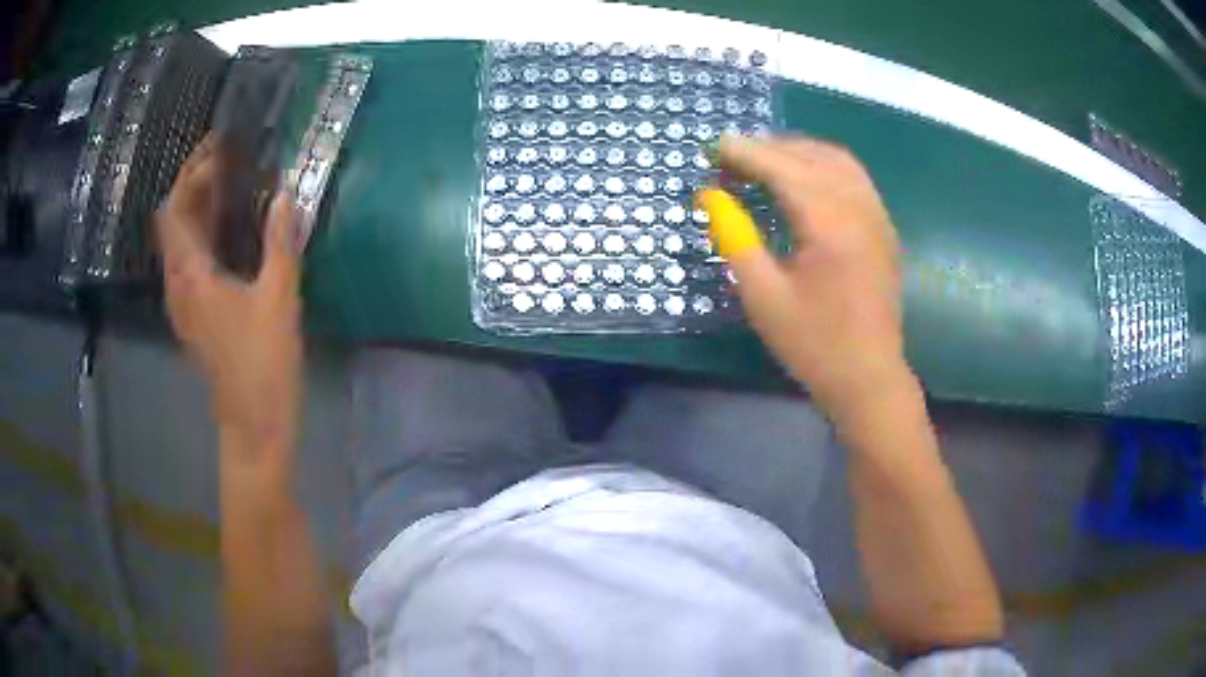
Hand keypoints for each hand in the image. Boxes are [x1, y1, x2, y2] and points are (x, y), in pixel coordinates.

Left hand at [157, 134, 302, 453]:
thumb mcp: (279, 299)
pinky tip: (228, 230)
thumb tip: (283, 193)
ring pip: (179, 241)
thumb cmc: (263, 363)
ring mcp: (183, 302)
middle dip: (194, 184)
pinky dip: (203, 234)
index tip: (220, 149)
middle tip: (227, 158)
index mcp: (191, 276)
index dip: (191, 174)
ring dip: (197, 208)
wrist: (254, 423)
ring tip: (228, 184)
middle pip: (173, 221)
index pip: (175, 209)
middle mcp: (178, 284)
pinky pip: (189, 260)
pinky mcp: (195, 314)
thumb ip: (280, 243)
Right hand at [696, 135, 907, 421]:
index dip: (746, 153)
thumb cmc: (813, 344)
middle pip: (812, 156)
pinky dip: (823, 165)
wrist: (869, 378)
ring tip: (763, 161)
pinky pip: (854, 177)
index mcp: (831, 225)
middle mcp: (860, 208)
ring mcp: (878, 216)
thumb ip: (735, 238)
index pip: (784, 168)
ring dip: (798, 151)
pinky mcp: (884, 228)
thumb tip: (711, 196)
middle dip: (769, 148)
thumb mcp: (763, 296)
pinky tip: (803, 179)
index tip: (714, 147)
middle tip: (731, 158)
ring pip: (838, 160)